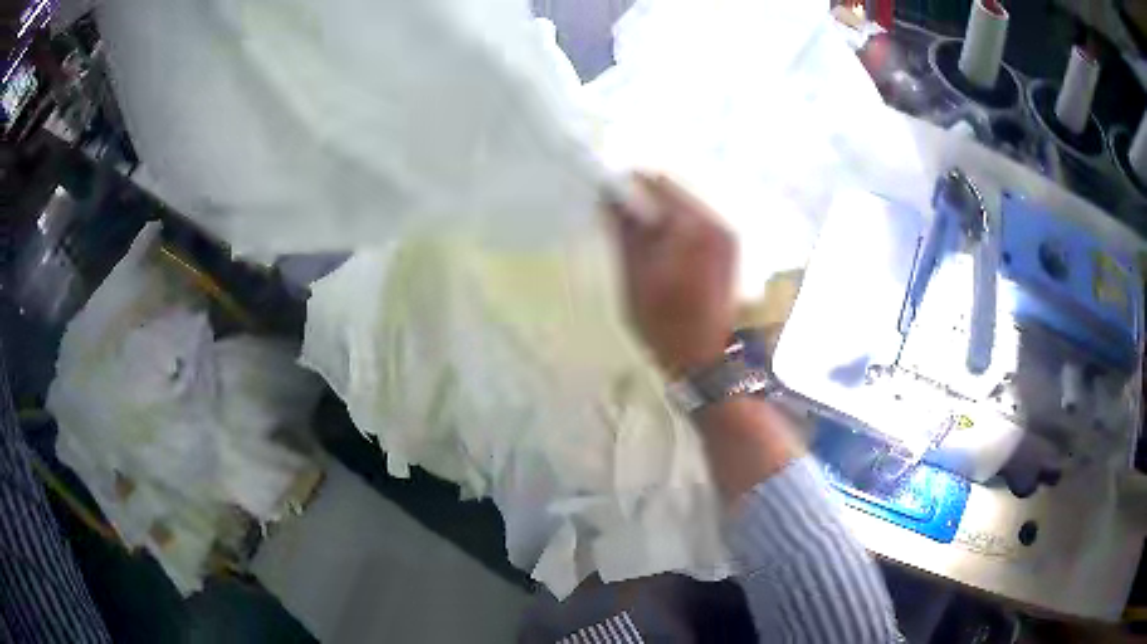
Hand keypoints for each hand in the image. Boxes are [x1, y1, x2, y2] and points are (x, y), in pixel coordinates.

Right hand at [609, 174, 736, 377]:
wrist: (707, 362)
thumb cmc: (665, 325)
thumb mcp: (634, 277)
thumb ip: (624, 230)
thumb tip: (609, 197)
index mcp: (691, 226)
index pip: (654, 183)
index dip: (627, 186)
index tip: (606, 199)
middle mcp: (715, 222)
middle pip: (673, 192)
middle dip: (645, 201)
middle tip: (620, 222)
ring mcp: (727, 235)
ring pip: (685, 207)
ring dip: (661, 215)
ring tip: (641, 241)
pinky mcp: (730, 250)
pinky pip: (698, 224)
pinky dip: (677, 228)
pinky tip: (663, 252)